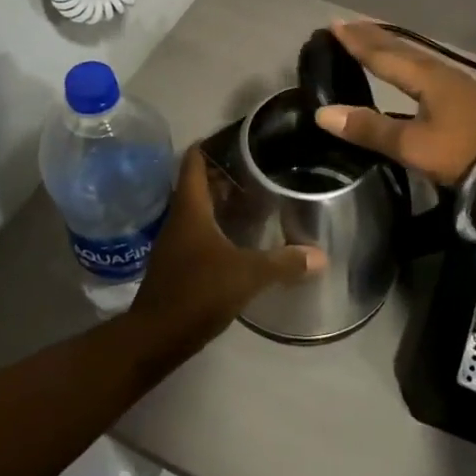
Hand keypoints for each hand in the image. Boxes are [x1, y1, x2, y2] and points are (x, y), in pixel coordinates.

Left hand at [130, 148, 324, 345]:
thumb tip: (321, 255)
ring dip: (223, 201)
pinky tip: (242, 237)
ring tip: (257, 198)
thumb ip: (284, 262)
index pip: (193, 160)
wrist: (154, 338)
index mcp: (190, 208)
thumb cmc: (197, 292)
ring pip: (200, 209)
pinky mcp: (177, 264)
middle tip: (260, 167)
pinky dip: (219, 226)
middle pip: (199, 183)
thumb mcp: (247, 275)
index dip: (211, 143)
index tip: (238, 137)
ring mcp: (175, 242)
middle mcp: (179, 218)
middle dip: (226, 173)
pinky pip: (200, 232)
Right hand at [313, 21, 475, 187]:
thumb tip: (323, 113)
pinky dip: (408, 62)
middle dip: (373, 37)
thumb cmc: (462, 152)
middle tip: (349, 24)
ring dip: (392, 47)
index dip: (357, 41)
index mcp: (425, 77)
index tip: (334, 24)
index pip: (382, 54)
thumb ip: (369, 128)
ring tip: (375, 39)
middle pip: (400, 49)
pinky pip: (427, 68)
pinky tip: (411, 70)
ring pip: (416, 57)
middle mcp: (439, 72)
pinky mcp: (466, 98)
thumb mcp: (411, 145)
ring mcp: (456, 84)